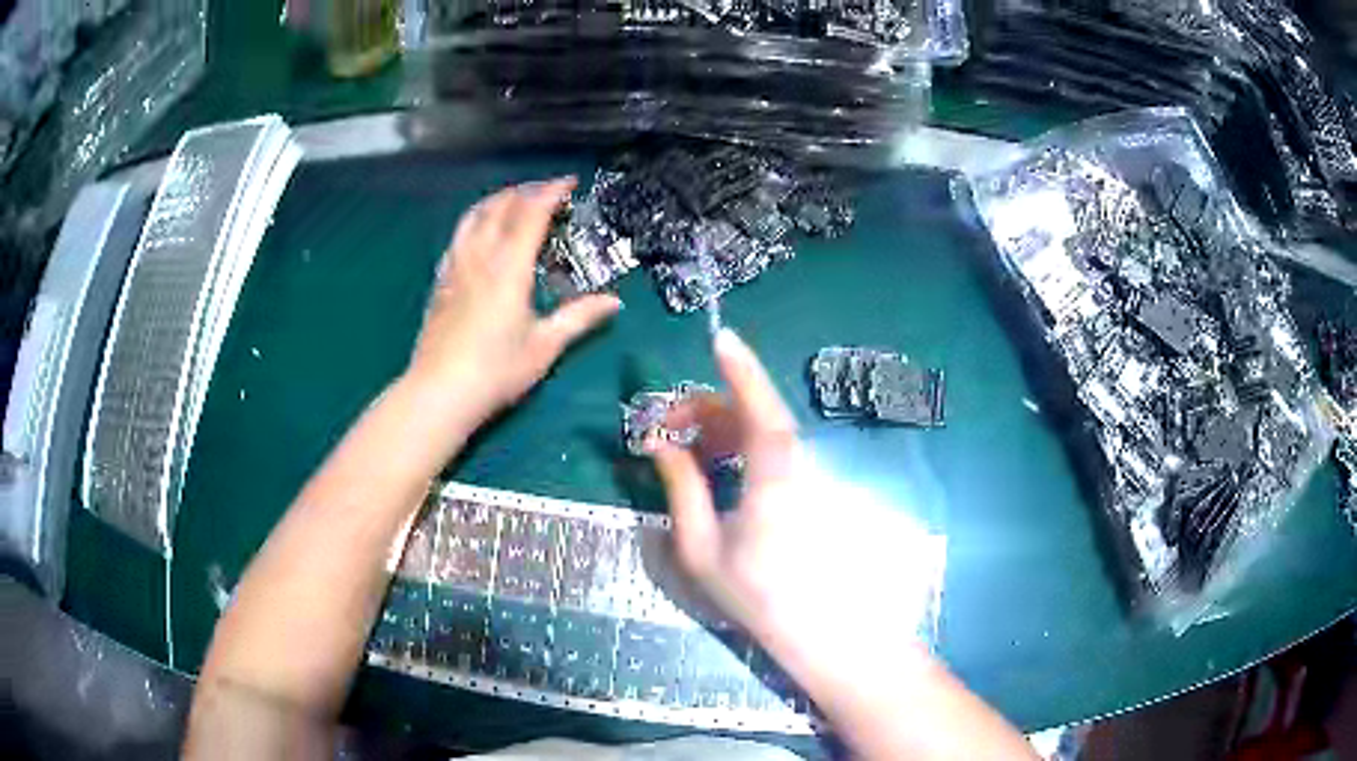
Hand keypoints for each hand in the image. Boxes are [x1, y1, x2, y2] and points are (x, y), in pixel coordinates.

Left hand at [406, 178, 620, 424]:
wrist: (440, 392)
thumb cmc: (496, 371)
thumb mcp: (545, 346)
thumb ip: (579, 318)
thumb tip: (615, 302)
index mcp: (508, 268)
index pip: (531, 214)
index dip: (551, 192)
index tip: (569, 182)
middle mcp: (479, 258)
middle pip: (499, 207)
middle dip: (524, 191)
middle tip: (546, 192)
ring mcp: (455, 269)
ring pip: (472, 218)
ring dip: (495, 201)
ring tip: (512, 202)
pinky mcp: (440, 284)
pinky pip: (457, 238)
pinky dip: (474, 223)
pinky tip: (478, 235)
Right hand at [652, 329, 937, 682]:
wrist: (819, 630)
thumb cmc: (755, 593)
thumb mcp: (702, 545)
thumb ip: (682, 487)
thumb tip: (657, 443)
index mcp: (774, 475)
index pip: (759, 409)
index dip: (741, 370)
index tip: (720, 339)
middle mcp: (800, 465)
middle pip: (753, 416)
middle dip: (704, 411)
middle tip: (662, 430)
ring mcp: (812, 476)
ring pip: (764, 433)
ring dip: (720, 431)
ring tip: (683, 452)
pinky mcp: (815, 487)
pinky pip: (776, 453)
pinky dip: (742, 449)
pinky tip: (718, 469)